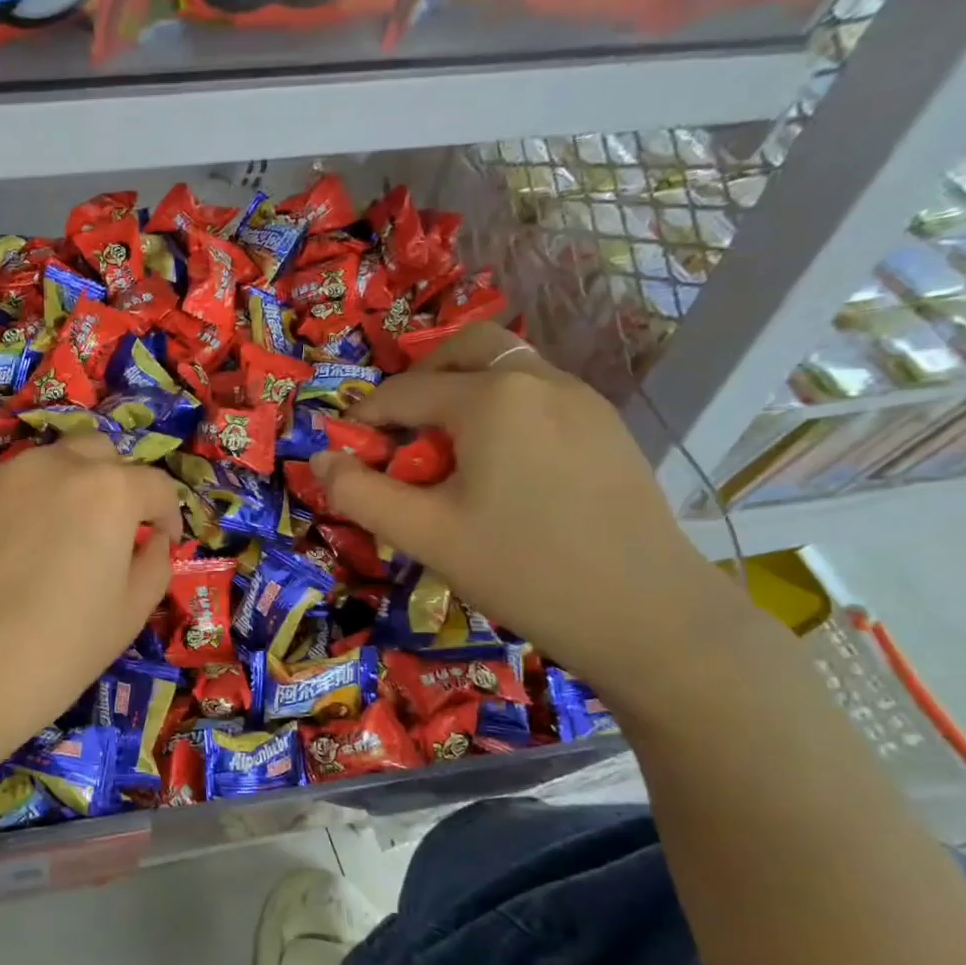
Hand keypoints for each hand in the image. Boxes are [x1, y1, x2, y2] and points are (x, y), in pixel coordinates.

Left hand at [0, 434, 181, 775]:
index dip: (167, 515)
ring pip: (43, 467)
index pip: (155, 485)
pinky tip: (0, 559)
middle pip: (96, 452)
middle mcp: (51, 467)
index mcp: (106, 491)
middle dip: (114, 483)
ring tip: (49, 545)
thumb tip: (150, 540)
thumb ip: (153, 565)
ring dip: (61, 491)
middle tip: (108, 531)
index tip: (161, 542)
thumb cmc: (55, 652)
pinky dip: (14, 510)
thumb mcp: (128, 616)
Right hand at [310, 326, 740, 697]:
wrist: (646, 615)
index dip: (363, 420)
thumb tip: (319, 459)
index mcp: (491, 398)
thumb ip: (359, 493)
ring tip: (444, 454)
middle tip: (397, 432)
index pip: (404, 392)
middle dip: (420, 381)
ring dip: (462, 393)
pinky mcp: (606, 427)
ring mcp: (583, 400)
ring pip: (507, 369)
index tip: (344, 453)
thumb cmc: (522, 570)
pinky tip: (498, 469)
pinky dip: (501, 410)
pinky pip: (538, 395)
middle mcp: (540, 380)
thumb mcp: (424, 535)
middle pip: (465, 349)